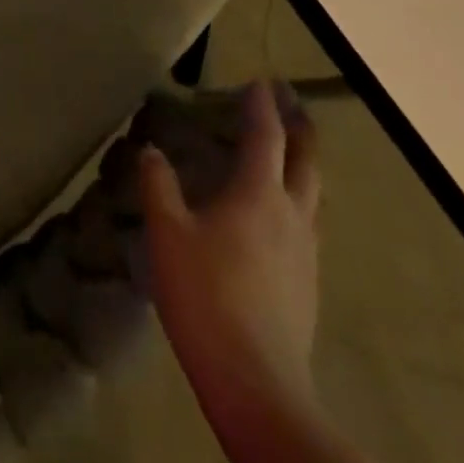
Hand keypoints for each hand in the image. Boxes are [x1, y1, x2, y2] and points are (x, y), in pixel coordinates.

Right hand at [141, 81, 322, 421]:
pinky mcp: (307, 282)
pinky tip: (278, 214)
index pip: (266, 136)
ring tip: (287, 152)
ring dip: (302, 163)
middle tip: (290, 102)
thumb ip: (158, 186)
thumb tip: (151, 151)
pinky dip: (296, 198)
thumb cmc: (206, 296)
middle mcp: (291, 214)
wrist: (257, 382)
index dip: (263, 106)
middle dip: (300, 126)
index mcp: (258, 194)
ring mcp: (306, 251)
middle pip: (306, 160)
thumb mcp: (168, 235)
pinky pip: (307, 223)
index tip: (261, 80)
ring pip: (312, 193)